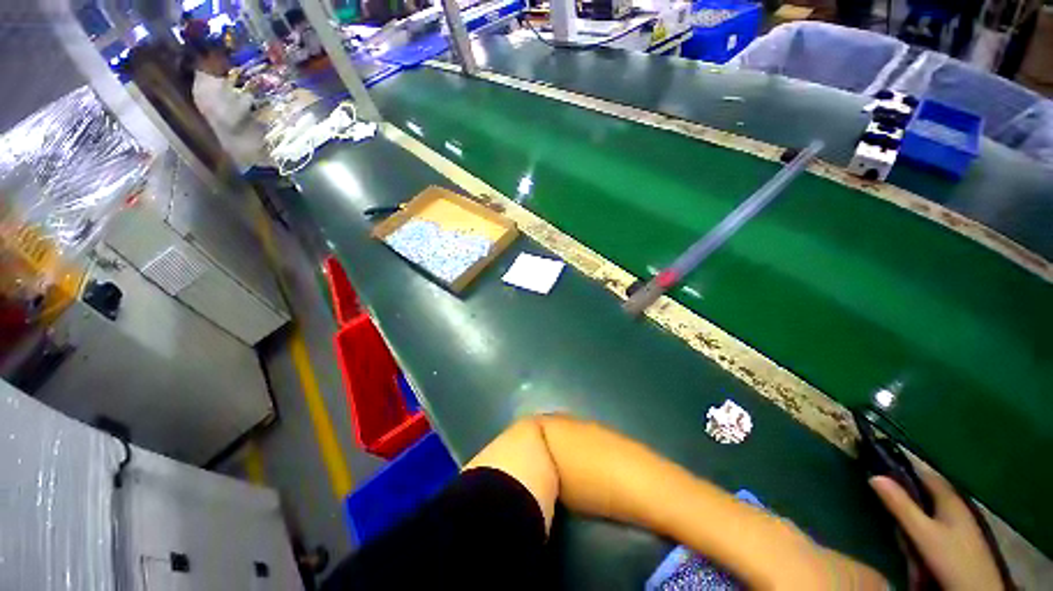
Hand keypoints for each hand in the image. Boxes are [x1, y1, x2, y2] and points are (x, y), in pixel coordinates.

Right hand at [869, 464, 1002, 590]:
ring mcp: (958, 522)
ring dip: (912, 508)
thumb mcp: (922, 533)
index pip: (923, 473)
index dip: (902, 468)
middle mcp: (955, 503)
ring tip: (893, 515)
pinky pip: (934, 520)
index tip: (877, 466)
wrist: (975, 588)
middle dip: (905, 491)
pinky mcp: (957, 537)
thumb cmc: (950, 556)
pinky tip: (911, 531)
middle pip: (926, 490)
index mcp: (948, 496)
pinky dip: (920, 521)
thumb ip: (900, 505)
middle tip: (881, 494)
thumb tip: (873, 475)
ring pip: (930, 507)